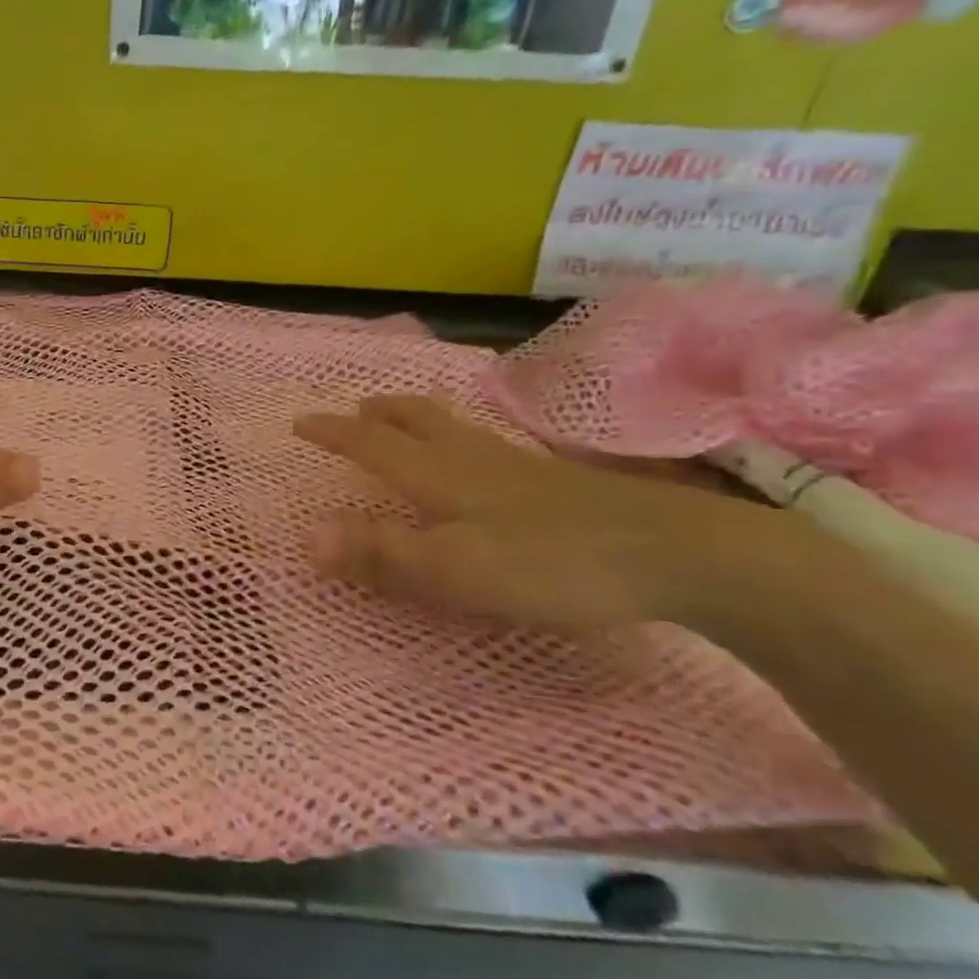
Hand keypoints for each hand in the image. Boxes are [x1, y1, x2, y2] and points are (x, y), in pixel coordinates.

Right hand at [293, 395, 800, 632]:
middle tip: (356, 408)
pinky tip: (479, 456)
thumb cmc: (552, 564)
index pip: (371, 445)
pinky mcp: (555, 480)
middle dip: (379, 413)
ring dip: (417, 416)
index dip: (333, 434)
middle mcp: (471, 459)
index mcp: (439, 476)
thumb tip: (306, 537)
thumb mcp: (454, 570)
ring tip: (403, 418)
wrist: (678, 553)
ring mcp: (518, 466)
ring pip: (454, 427)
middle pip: (416, 420)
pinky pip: (486, 443)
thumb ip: (380, 554)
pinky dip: (459, 435)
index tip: (300, 423)